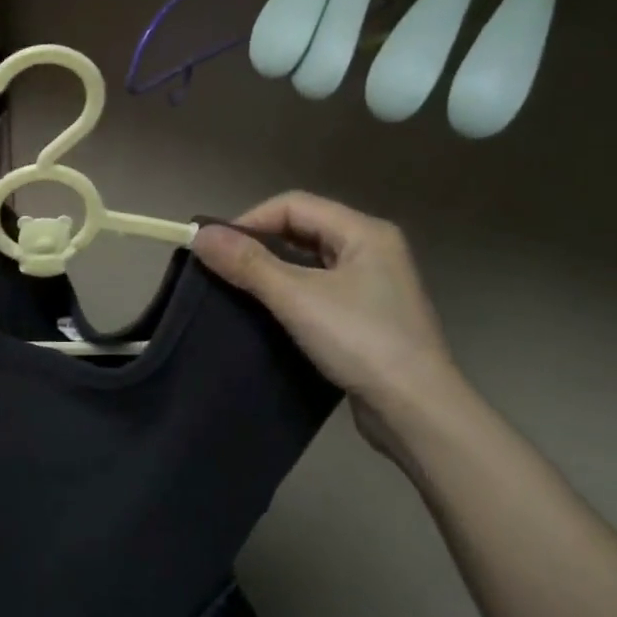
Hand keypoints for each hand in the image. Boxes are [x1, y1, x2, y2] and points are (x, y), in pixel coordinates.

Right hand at [192, 191, 460, 454]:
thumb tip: (199, 235)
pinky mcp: (368, 315)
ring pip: (309, 261)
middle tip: (222, 269)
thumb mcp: (297, 298)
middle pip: (302, 229)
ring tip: (238, 290)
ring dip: (272, 270)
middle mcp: (372, 249)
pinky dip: (290, 293)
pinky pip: (319, 289)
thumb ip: (247, 263)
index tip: (215, 249)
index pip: (293, 205)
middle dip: (259, 244)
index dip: (250, 220)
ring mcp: (373, 284)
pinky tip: (269, 314)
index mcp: (364, 232)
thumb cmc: (361, 341)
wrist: (417, 411)